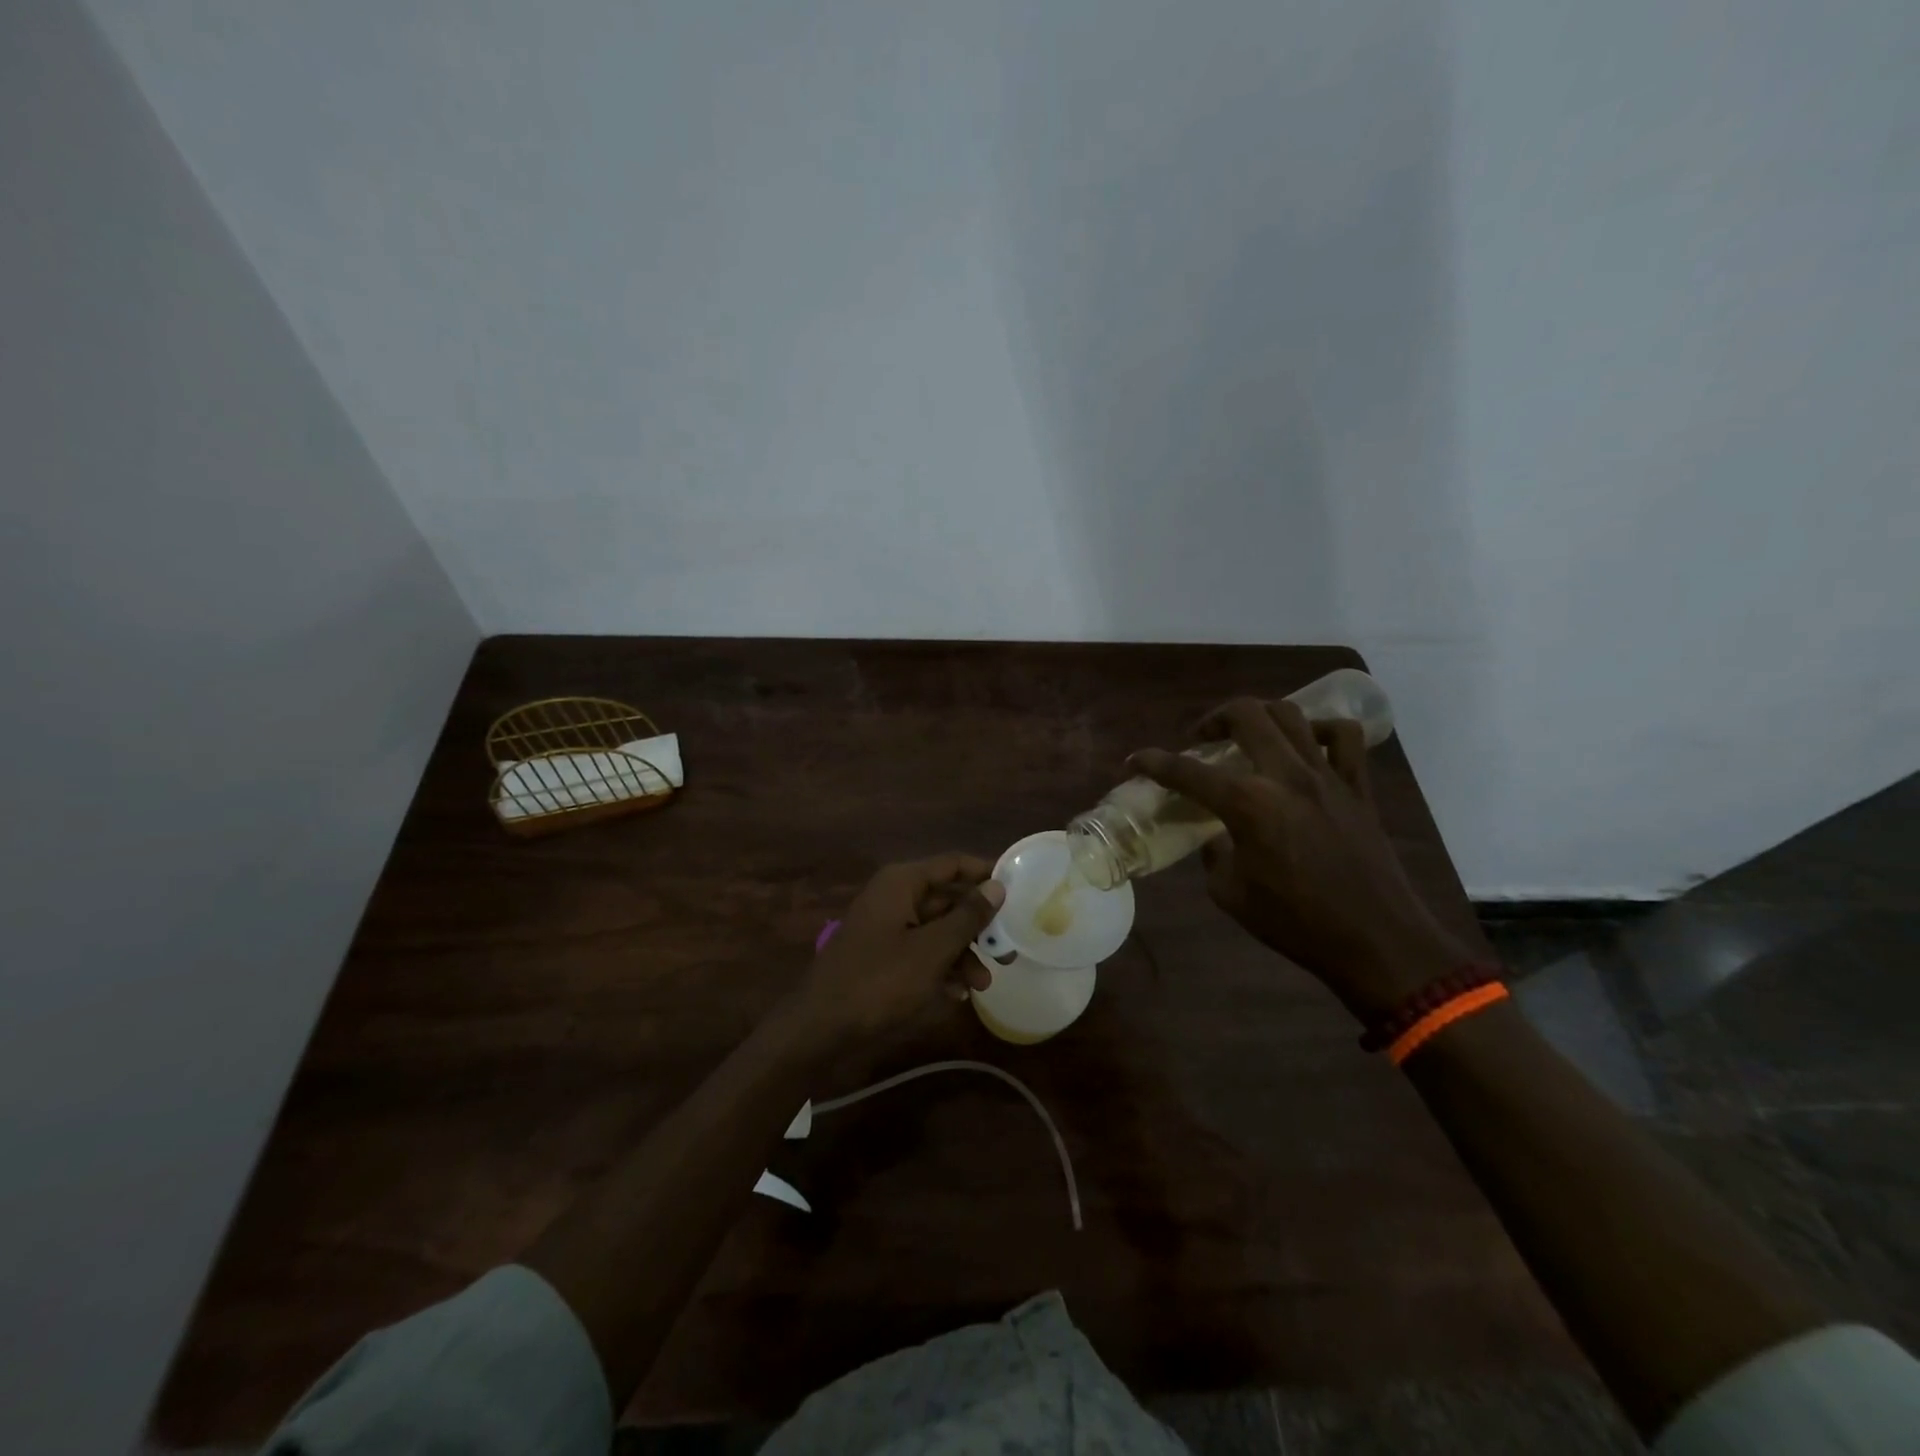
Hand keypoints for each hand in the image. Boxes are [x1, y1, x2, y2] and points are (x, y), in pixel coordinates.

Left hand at [790, 854, 1005, 1048]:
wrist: (820, 1028)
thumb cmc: (879, 981)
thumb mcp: (932, 950)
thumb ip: (967, 917)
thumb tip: (997, 887)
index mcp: (901, 883)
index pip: (952, 864)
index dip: (984, 873)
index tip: (1017, 889)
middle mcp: (893, 896)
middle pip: (946, 900)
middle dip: (977, 926)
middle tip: (1008, 950)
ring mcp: (884, 927)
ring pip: (935, 930)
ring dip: (961, 954)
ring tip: (983, 985)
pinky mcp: (880, 956)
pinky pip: (919, 952)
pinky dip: (939, 968)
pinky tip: (956, 995)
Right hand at [1130, 699, 1470, 1020]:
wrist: (1376, 941)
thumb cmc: (1296, 923)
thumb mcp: (1230, 893)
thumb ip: (1214, 855)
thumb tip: (1216, 837)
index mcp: (1248, 804)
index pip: (1186, 771)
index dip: (1152, 762)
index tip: (1134, 760)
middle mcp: (1286, 776)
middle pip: (1245, 715)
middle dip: (1212, 719)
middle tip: (1201, 740)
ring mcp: (1327, 776)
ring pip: (1292, 715)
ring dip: (1261, 717)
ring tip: (1249, 736)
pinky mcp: (1358, 787)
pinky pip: (1343, 738)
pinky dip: (1321, 731)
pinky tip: (1307, 747)